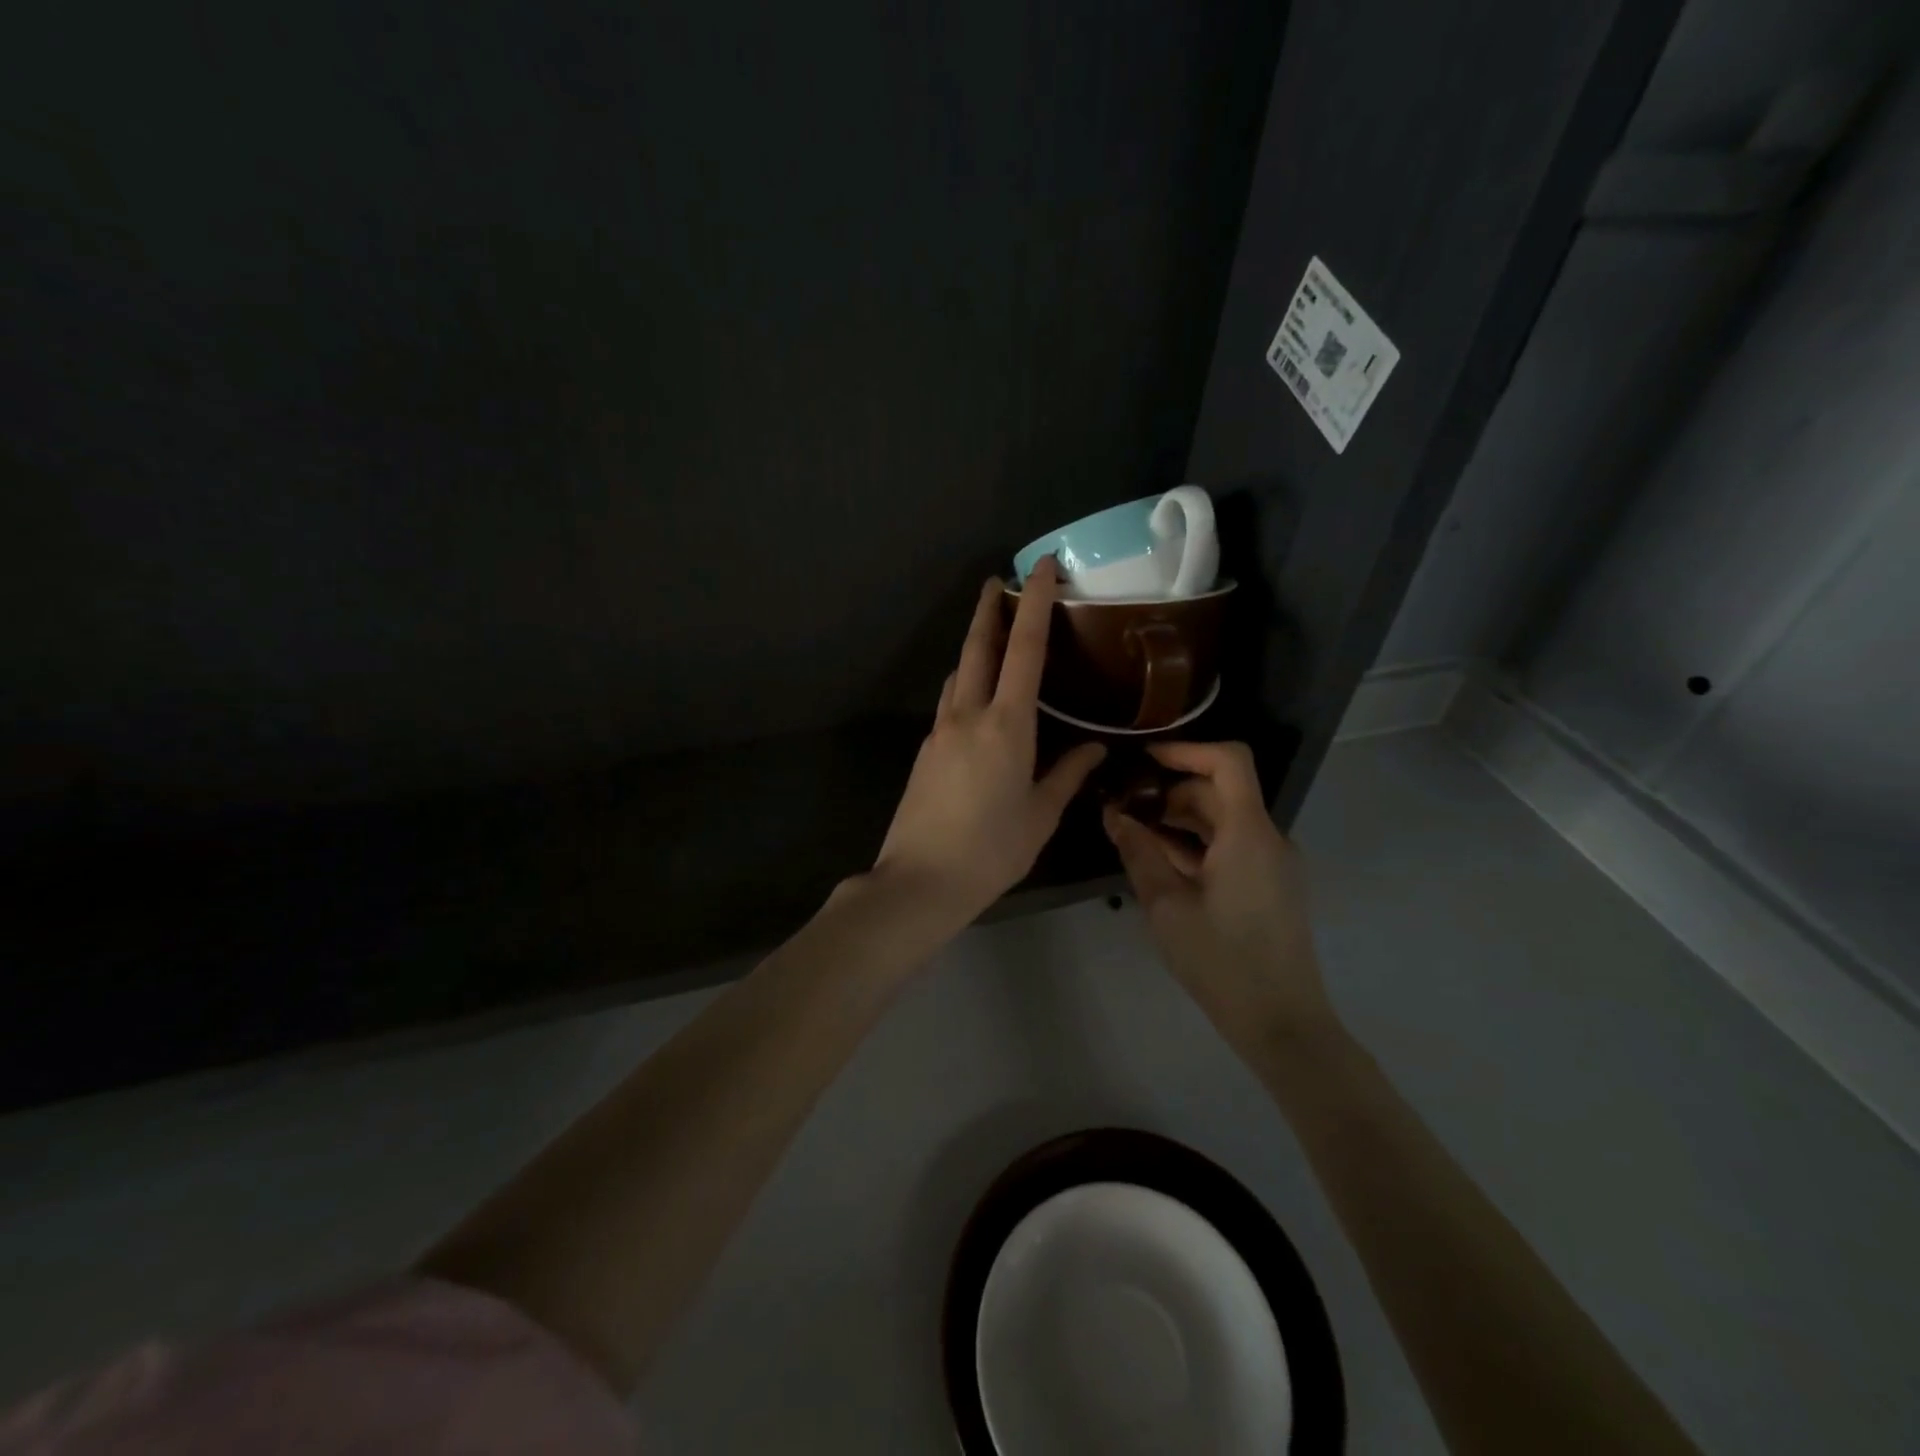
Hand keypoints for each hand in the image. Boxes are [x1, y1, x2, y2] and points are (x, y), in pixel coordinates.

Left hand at [871, 557, 1105, 929]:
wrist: (919, 881)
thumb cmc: (991, 850)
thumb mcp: (1040, 814)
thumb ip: (1068, 774)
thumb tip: (1095, 748)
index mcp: (1007, 725)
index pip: (1024, 648)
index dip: (1034, 602)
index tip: (1039, 567)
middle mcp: (969, 715)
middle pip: (978, 647)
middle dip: (988, 609)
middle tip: (996, 580)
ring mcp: (941, 731)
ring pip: (959, 673)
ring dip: (974, 646)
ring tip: (992, 636)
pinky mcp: (926, 751)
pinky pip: (950, 703)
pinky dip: (966, 685)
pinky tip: (978, 701)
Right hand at [1103, 741, 1333, 1043]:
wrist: (1281, 1023)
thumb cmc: (1220, 961)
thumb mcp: (1166, 905)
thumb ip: (1138, 852)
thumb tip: (1113, 814)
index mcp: (1249, 834)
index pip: (1229, 761)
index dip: (1187, 750)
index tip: (1144, 760)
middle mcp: (1269, 838)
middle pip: (1221, 791)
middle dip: (1171, 791)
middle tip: (1125, 808)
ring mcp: (1273, 863)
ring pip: (1225, 820)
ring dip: (1181, 819)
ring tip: (1136, 836)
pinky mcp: (1271, 885)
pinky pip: (1233, 846)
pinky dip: (1198, 844)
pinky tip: (1162, 864)